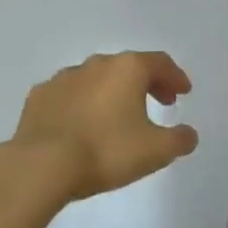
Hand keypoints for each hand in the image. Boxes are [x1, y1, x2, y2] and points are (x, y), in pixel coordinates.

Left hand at [8, 52, 199, 201]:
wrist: (41, 165)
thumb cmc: (106, 151)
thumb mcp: (155, 151)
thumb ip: (179, 140)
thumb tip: (188, 134)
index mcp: (127, 69)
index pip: (160, 63)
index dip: (175, 77)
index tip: (183, 92)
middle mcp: (96, 64)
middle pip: (129, 66)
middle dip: (147, 83)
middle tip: (160, 103)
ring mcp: (64, 77)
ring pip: (97, 78)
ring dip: (113, 92)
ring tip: (119, 116)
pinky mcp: (39, 96)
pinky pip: (69, 94)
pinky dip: (82, 103)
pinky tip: (82, 124)